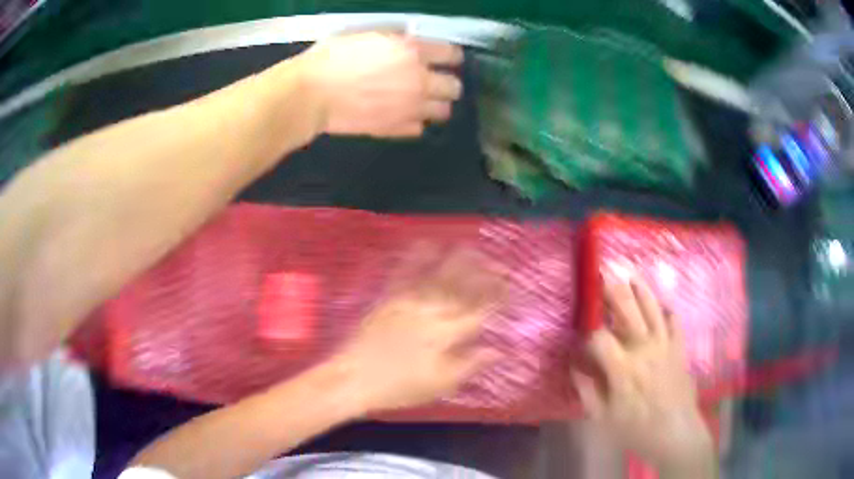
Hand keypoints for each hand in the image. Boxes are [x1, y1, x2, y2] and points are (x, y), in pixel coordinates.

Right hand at [301, 32, 463, 136]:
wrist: (310, 94)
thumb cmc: (331, 57)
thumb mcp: (366, 36)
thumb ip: (395, 41)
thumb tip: (408, 44)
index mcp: (411, 52)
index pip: (451, 54)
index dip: (449, 55)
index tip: (444, 57)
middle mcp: (418, 80)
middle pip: (454, 87)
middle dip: (447, 83)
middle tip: (433, 81)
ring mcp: (409, 107)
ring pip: (442, 111)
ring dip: (434, 105)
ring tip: (419, 101)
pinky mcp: (395, 128)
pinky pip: (419, 128)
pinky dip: (414, 121)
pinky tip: (402, 115)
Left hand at [334, 247, 502, 412]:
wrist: (354, 378)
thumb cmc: (399, 387)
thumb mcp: (440, 384)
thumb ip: (470, 364)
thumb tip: (497, 350)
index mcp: (447, 334)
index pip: (481, 309)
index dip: (498, 296)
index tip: (510, 287)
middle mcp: (432, 311)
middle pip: (464, 286)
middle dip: (485, 272)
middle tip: (498, 263)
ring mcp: (408, 301)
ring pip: (439, 274)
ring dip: (458, 259)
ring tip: (472, 247)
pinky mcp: (388, 298)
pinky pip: (405, 272)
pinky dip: (417, 255)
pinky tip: (426, 243)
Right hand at [572, 278, 714, 472]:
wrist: (675, 433)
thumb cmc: (636, 429)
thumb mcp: (603, 418)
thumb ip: (586, 390)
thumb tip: (574, 365)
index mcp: (622, 368)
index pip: (598, 336)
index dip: (585, 330)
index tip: (578, 332)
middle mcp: (644, 347)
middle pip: (627, 308)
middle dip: (611, 289)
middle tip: (601, 274)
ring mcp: (665, 344)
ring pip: (652, 306)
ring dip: (639, 288)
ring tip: (628, 274)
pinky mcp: (679, 346)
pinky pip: (674, 319)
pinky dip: (665, 308)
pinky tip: (659, 305)